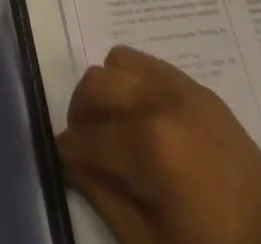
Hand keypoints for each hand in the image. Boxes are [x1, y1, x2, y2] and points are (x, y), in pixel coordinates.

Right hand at [58, 47, 260, 243]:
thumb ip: (105, 199)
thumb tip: (72, 165)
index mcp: (151, 146)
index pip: (90, 136)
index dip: (68, 149)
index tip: (59, 158)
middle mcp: (162, 103)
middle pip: (98, 82)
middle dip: (81, 111)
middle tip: (83, 144)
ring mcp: (184, 90)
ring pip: (120, 61)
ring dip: (107, 89)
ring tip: (113, 126)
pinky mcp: (201, 90)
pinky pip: (151, 65)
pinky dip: (135, 83)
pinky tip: (143, 120)